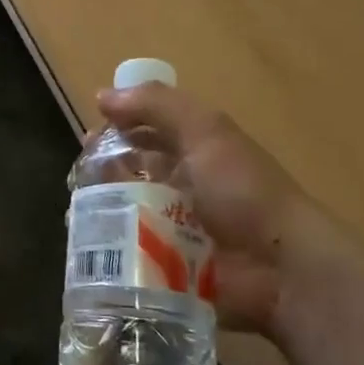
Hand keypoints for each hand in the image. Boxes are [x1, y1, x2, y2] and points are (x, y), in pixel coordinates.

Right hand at [98, 84, 363, 338]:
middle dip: (102, 169)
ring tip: (83, 211)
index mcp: (195, 151)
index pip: (146, 130)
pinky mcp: (165, 265)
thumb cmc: (242, 192)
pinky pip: (126, 250)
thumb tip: (102, 96)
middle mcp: (182, 185)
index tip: (89, 136)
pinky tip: (90, 242)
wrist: (280, 269)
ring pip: (123, 209)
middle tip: (84, 177)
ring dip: (101, 208)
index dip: (117, 127)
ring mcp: (173, 228)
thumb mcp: (206, 132)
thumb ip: (157, 105)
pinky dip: (107, 245)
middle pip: (130, 170)